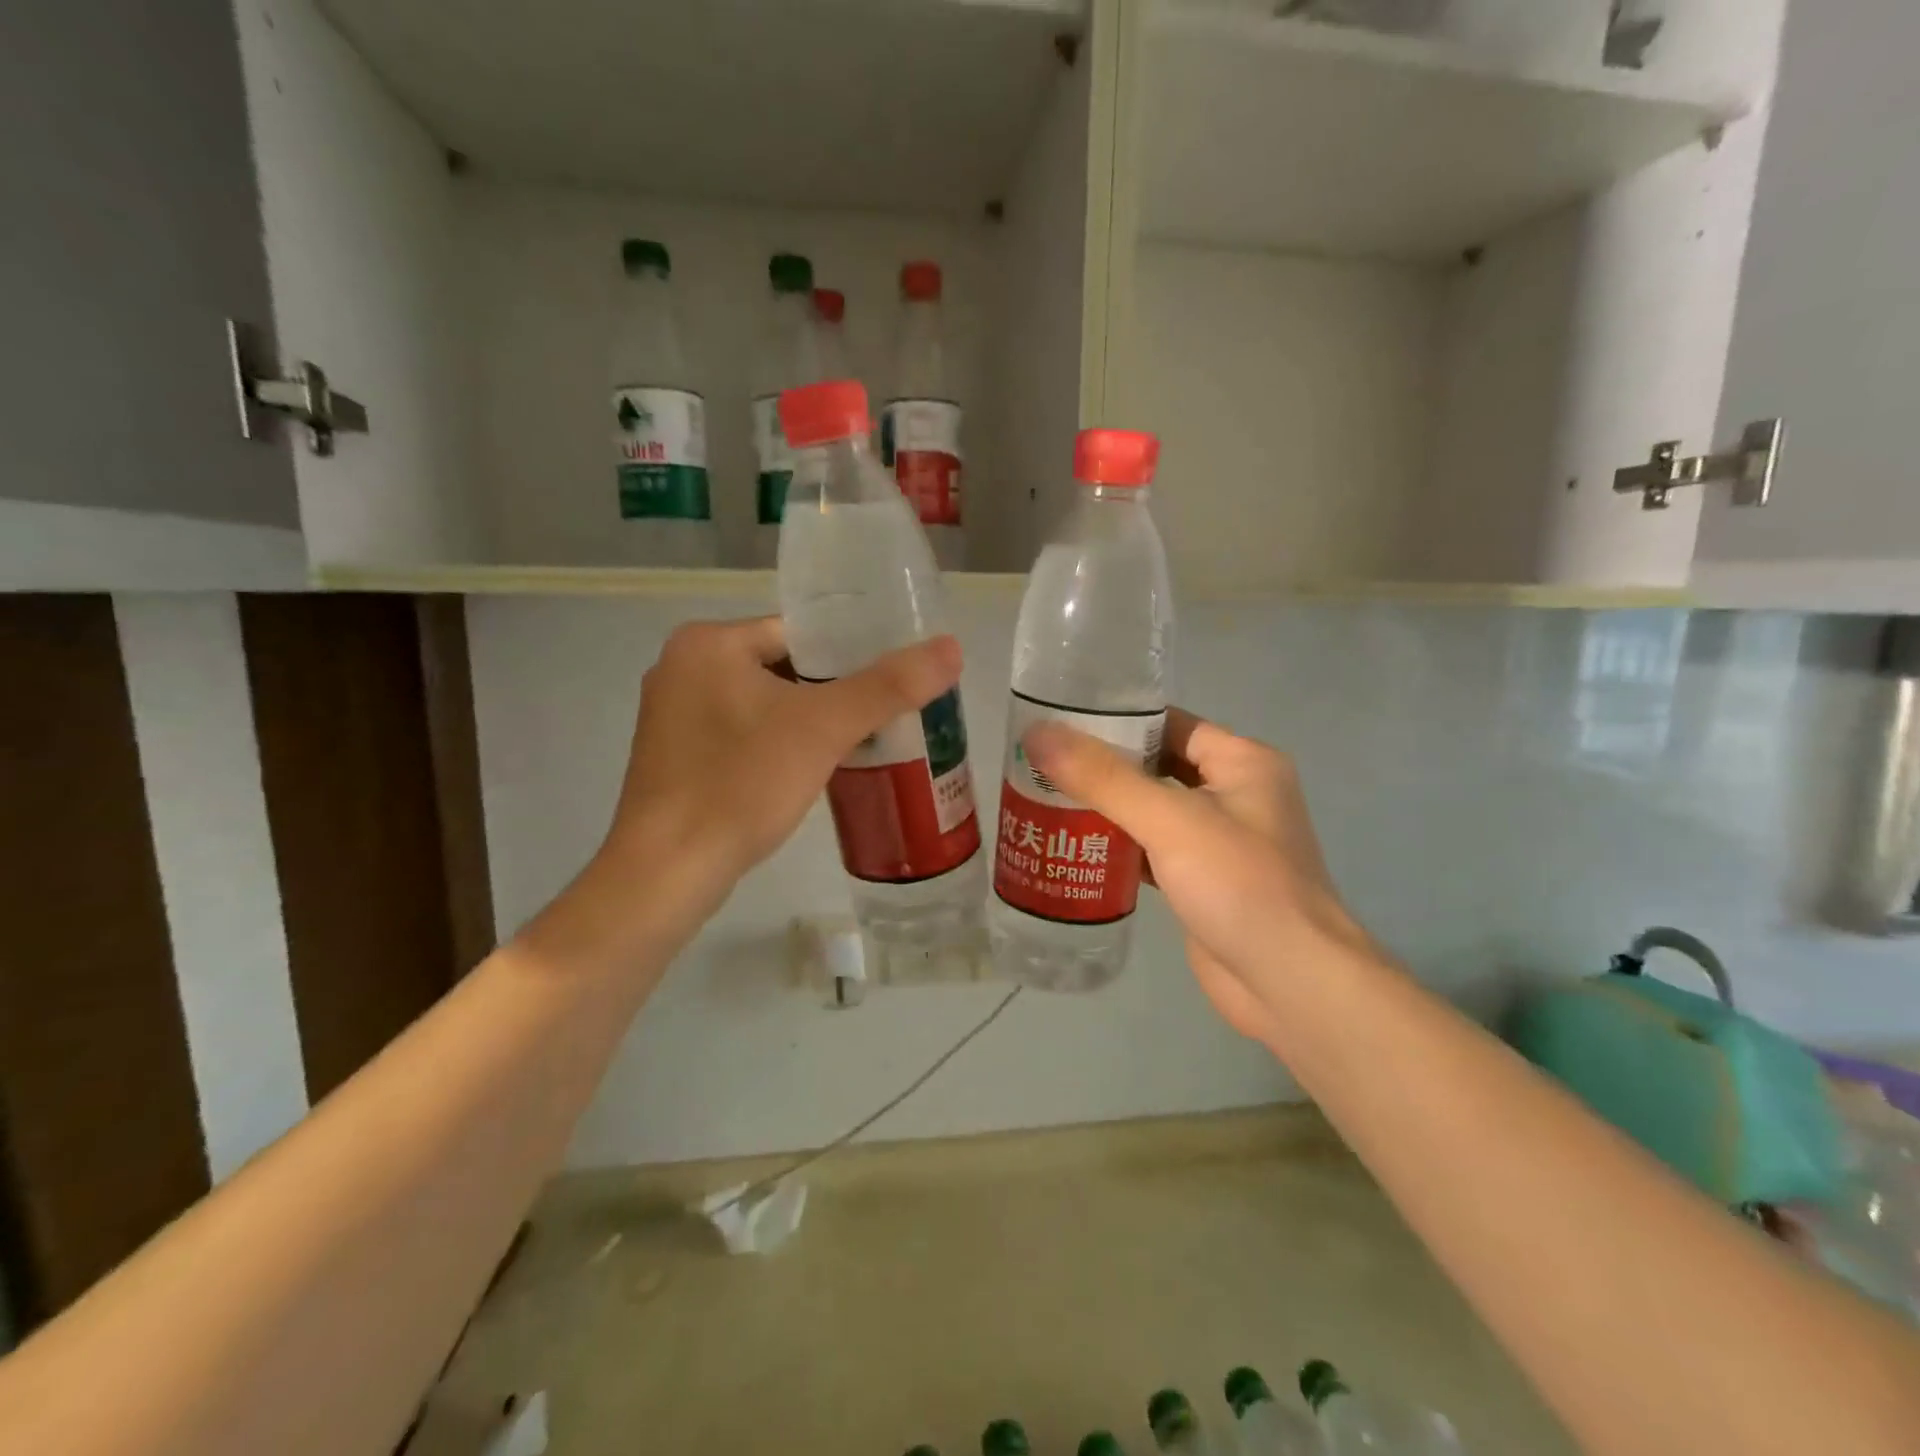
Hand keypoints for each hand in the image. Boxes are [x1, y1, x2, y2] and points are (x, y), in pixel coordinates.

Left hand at [605, 616, 962, 885]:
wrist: (668, 872)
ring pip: (764, 704)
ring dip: (807, 722)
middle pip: (784, 667)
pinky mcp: (675, 756)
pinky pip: (743, 734)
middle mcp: (682, 667)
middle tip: (884, 718)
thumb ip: (888, 686)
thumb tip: (951, 648)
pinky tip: (810, 772)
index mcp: (708, 642)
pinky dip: (778, 746)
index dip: (851, 656)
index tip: (890, 685)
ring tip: (860, 745)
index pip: (800, 632)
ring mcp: (673, 714)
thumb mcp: (823, 729)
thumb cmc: (741, 785)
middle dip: (832, 694)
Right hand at [1024, 709, 1378, 1044]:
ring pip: (1151, 811)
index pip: (1168, 724)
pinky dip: (1116, 847)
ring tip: (1042, 798)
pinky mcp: (1201, 882)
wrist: (1291, 985)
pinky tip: (1072, 847)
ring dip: (1105, 808)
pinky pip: (1151, 850)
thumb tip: (1037, 734)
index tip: (1059, 722)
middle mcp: (1234, 794)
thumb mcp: (1170, 820)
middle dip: (1101, 767)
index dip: (1115, 720)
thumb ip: (1103, 777)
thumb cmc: (1240, 885)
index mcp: (1243, 762)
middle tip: (1038, 762)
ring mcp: (1218, 842)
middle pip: (1156, 767)